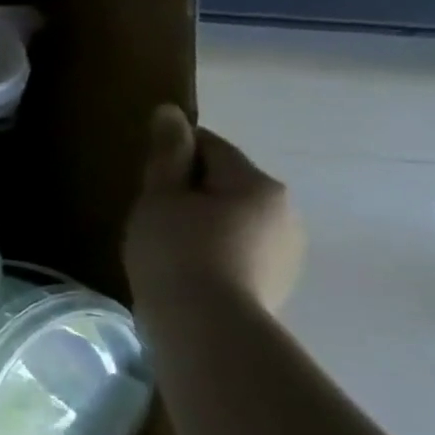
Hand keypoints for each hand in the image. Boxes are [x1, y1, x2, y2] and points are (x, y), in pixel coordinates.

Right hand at [124, 105, 303, 312]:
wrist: (206, 324)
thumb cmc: (175, 249)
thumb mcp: (159, 196)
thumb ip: (166, 153)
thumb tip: (170, 111)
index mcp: (258, 184)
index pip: (211, 148)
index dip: (174, 153)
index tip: (145, 171)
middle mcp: (286, 211)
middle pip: (228, 184)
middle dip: (192, 190)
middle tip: (150, 210)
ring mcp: (289, 250)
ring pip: (237, 219)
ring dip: (206, 222)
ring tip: (166, 243)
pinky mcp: (280, 282)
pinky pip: (241, 250)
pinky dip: (216, 250)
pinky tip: (187, 267)